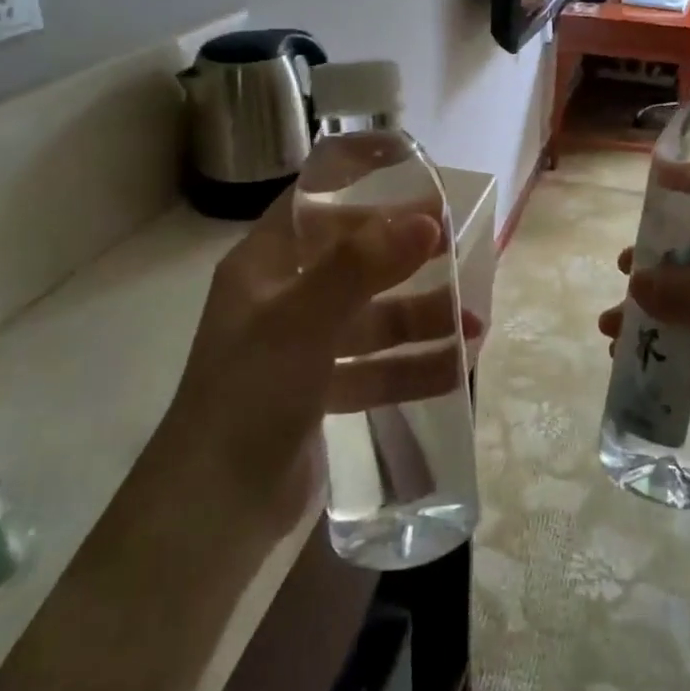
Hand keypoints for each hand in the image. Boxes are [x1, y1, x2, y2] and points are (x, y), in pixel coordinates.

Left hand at [162, 190, 481, 532]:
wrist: (215, 509)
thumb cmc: (251, 394)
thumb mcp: (303, 320)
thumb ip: (362, 266)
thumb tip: (426, 220)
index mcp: (264, 267)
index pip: (315, 207)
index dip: (363, 187)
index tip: (417, 181)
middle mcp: (283, 301)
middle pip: (355, 264)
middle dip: (407, 261)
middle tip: (458, 253)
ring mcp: (303, 349)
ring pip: (372, 319)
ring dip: (422, 319)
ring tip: (473, 326)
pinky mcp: (321, 394)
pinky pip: (375, 367)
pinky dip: (413, 365)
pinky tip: (455, 369)